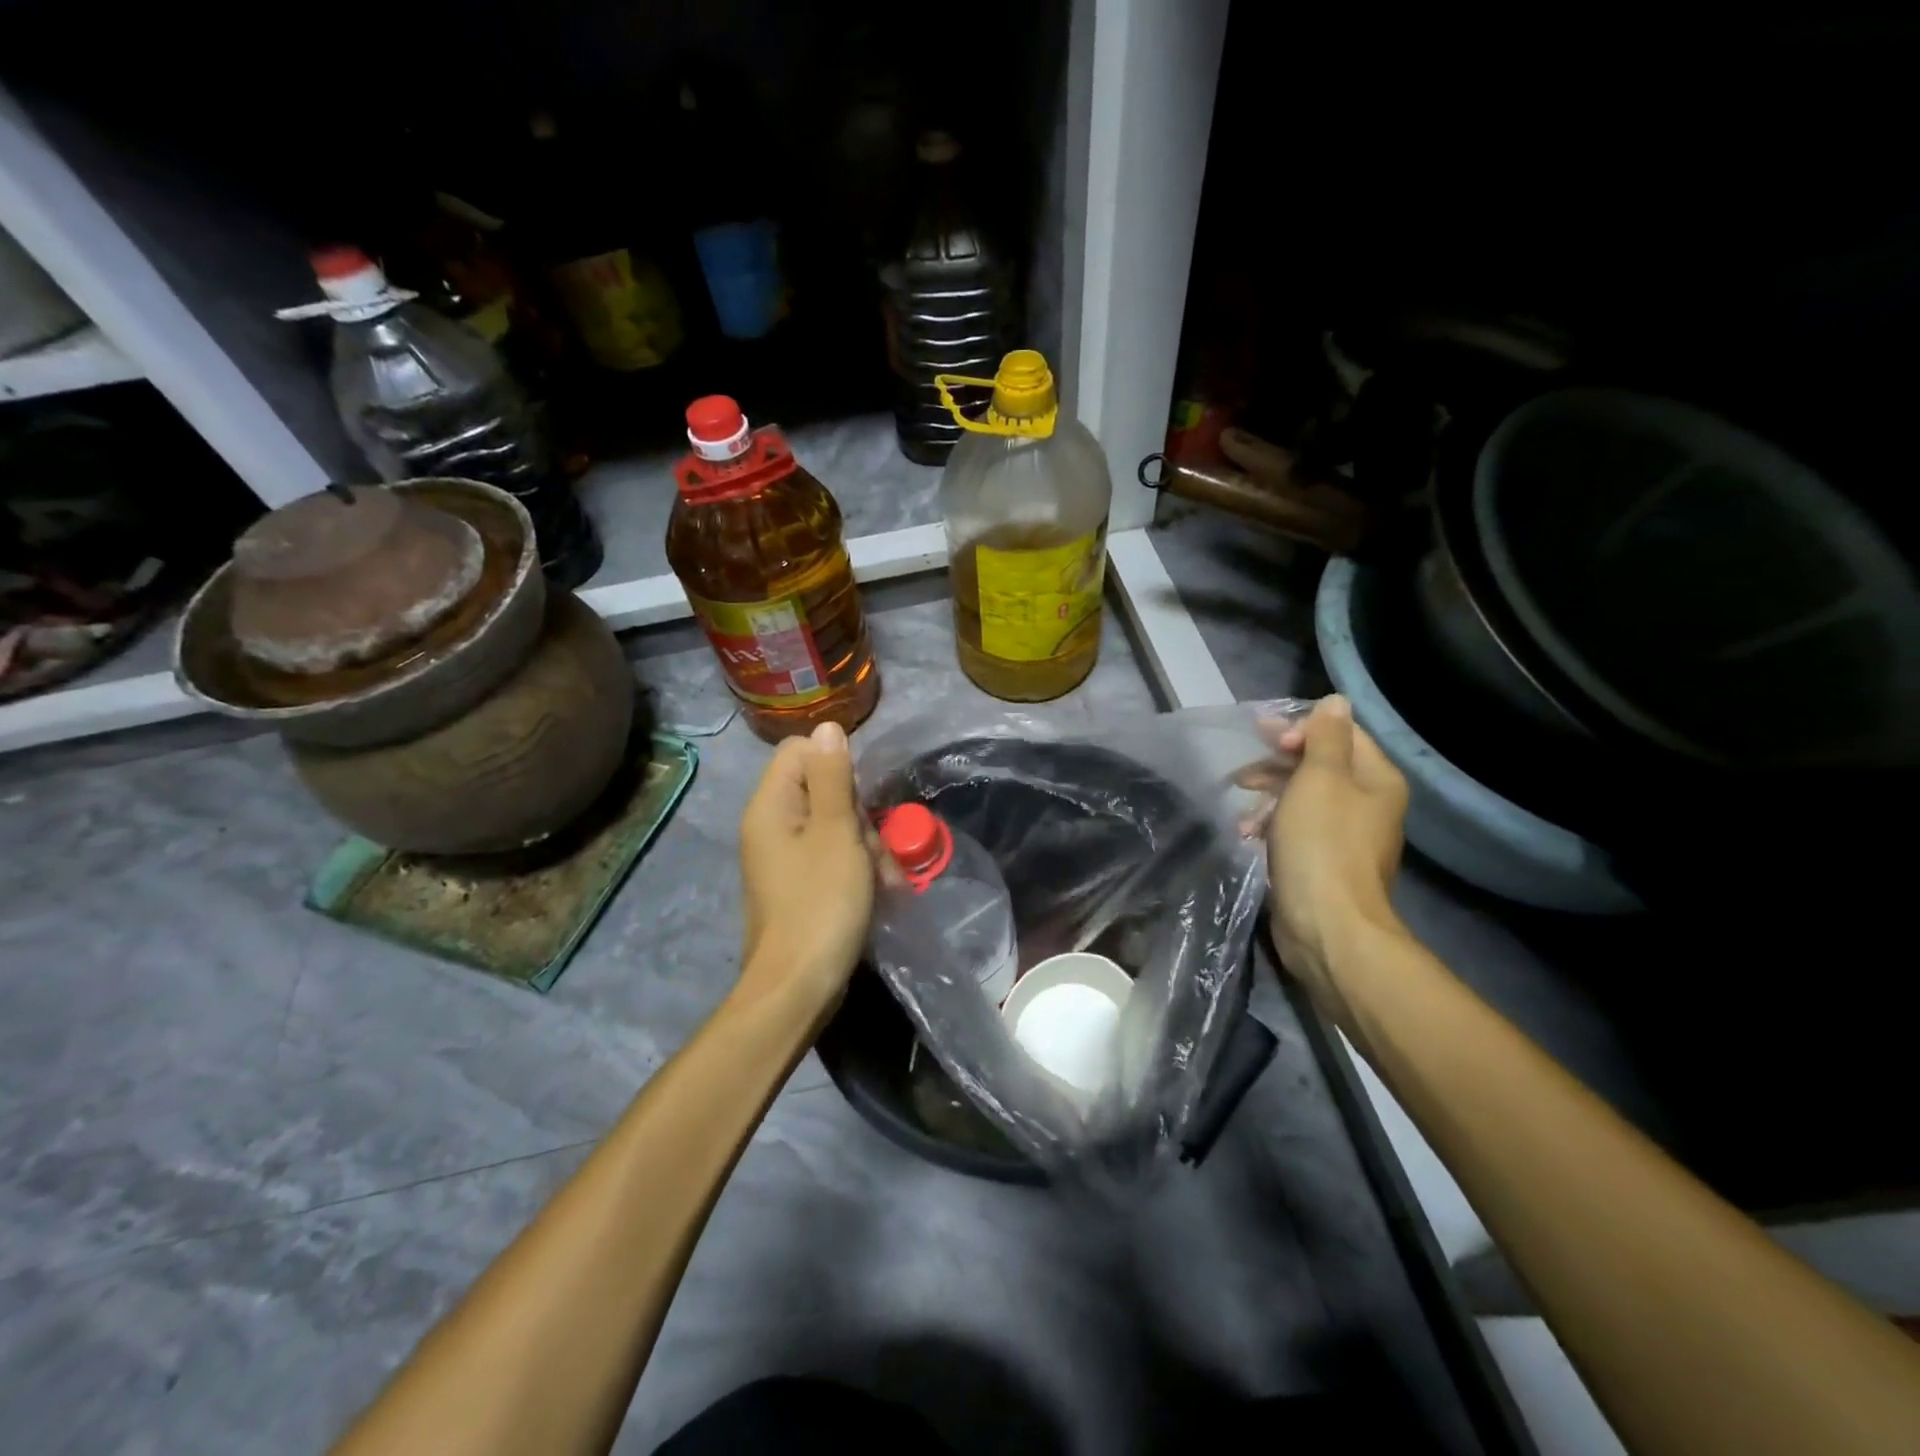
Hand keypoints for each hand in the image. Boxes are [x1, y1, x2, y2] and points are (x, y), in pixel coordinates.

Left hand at [736, 721, 874, 1020]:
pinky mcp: (799, 885)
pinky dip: (857, 871)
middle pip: (823, 791)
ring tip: (886, 883)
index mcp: (771, 805)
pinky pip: (831, 859)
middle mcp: (771, 825)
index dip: (837, 765)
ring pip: (835, 828)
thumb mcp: (836, 833)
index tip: (860, 798)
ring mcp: (784, 858)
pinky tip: (882, 893)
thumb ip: (833, 777)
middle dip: (859, 817)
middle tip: (874, 850)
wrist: (798, 986)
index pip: (801, 751)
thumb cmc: (821, 902)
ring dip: (867, 848)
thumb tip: (827, 726)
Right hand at [1262, 696, 1408, 1009]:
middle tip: (1243, 773)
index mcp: (1376, 779)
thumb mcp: (1319, 779)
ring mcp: (1347, 836)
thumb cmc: (1321, 843)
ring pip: (1304, 799)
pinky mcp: (1324, 862)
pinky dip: (1272, 826)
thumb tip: (1336, 700)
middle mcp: (1368, 804)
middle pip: (1320, 766)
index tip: (1261, 735)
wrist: (1327, 926)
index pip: (1340, 733)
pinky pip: (1297, 830)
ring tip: (1243, 813)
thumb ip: (1325, 737)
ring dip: (1269, 799)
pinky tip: (1248, 837)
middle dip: (1278, 765)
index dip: (1299, 729)